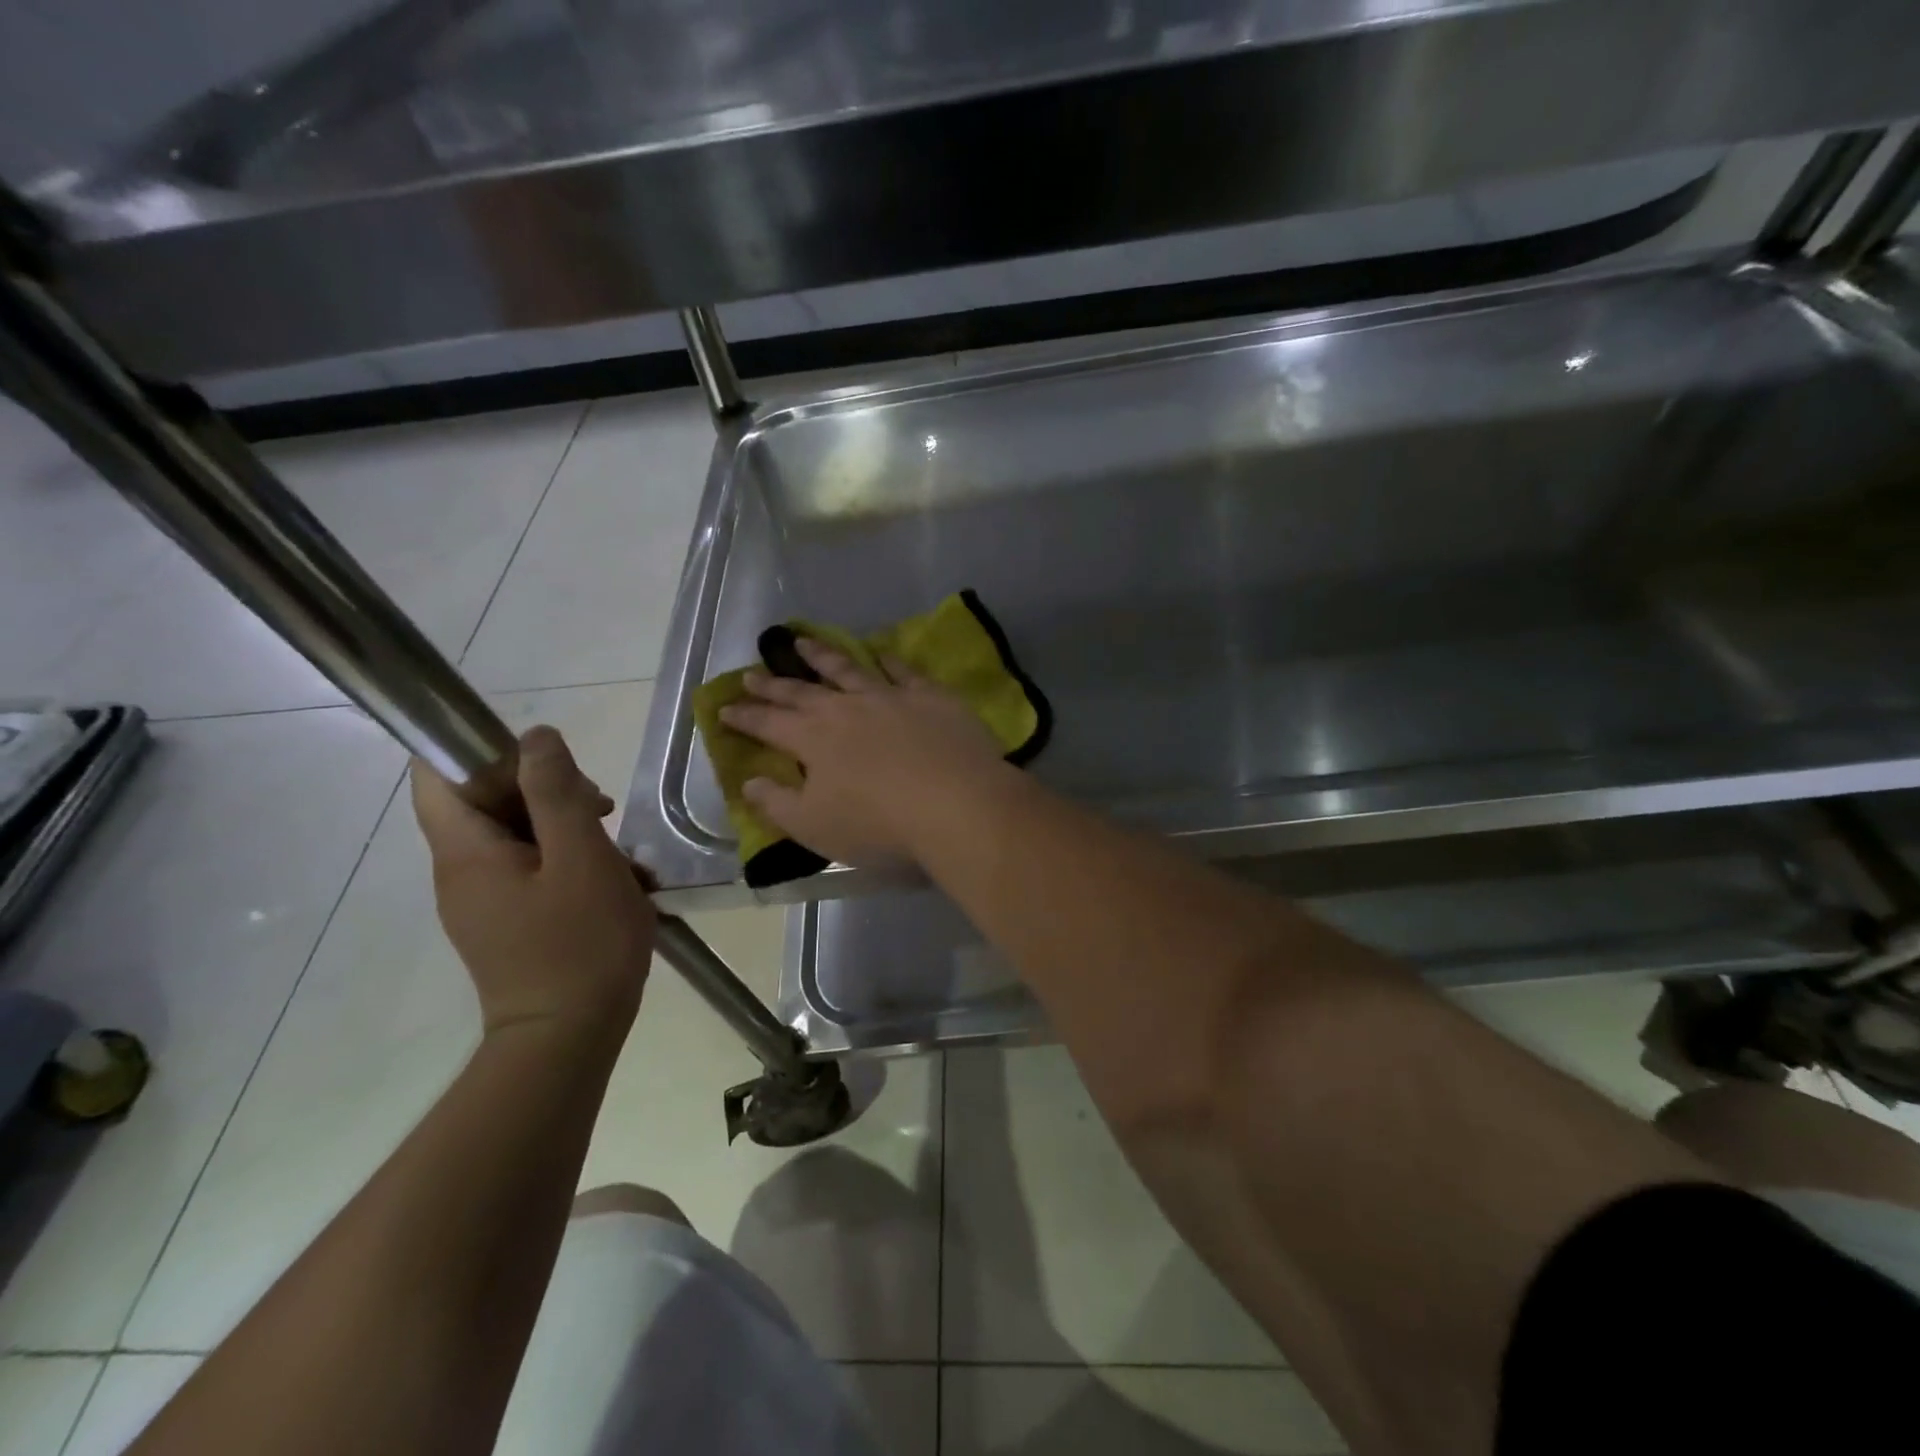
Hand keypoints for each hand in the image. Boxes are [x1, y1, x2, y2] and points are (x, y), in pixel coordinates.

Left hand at [412, 726, 656, 1038]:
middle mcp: (462, 872)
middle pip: (486, 802)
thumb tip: (536, 736)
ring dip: (569, 828)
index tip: (549, 761)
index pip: (440, 774)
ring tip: (621, 851)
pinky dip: (572, 863)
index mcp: (466, 852)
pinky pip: (533, 871)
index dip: (486, 751)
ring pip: (518, 836)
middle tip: (601, 808)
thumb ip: (557, 792)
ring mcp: (486, 901)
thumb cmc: (579, 943)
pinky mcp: (511, 922)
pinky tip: (619, 882)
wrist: (569, 1039)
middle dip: (546, 790)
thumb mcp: (581, 857)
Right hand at [719, 639, 1006, 865]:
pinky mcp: (929, 695)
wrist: (955, 804)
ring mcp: (888, 696)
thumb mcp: (814, 826)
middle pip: (802, 691)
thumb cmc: (878, 824)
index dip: (744, 717)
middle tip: (753, 672)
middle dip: (773, 683)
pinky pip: (903, 670)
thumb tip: (749, 783)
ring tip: (802, 642)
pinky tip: (880, 652)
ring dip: (821, 655)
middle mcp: (845, 708)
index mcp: (812, 739)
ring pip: (847, 668)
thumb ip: (777, 804)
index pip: (768, 724)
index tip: (724, 708)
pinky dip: (887, 660)